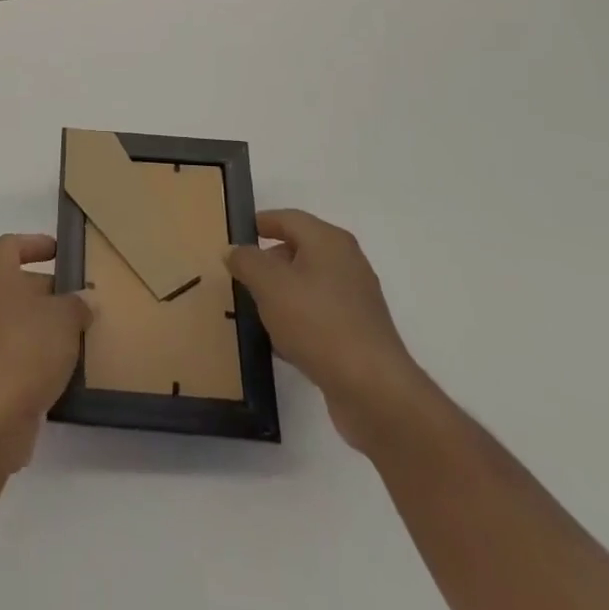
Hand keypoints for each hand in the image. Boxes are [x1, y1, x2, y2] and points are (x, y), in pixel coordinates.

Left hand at [0, 234, 92, 469]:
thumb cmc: (26, 345)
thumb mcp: (65, 317)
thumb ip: (78, 303)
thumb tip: (85, 300)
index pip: (12, 244)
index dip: (37, 244)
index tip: (61, 252)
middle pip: (15, 282)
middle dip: (47, 289)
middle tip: (80, 297)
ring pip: (15, 318)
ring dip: (43, 323)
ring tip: (78, 331)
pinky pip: (13, 349)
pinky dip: (35, 352)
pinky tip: (63, 364)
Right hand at [226, 209, 431, 449]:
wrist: (374, 391)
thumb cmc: (318, 323)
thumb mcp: (269, 284)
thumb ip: (246, 261)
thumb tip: (235, 250)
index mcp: (328, 241)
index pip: (288, 218)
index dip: (259, 223)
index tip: (234, 236)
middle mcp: (346, 264)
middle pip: (298, 250)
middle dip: (267, 262)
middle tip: (238, 276)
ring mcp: (355, 300)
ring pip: (307, 286)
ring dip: (280, 294)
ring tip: (252, 310)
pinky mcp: (357, 334)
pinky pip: (318, 316)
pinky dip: (297, 322)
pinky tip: (278, 343)